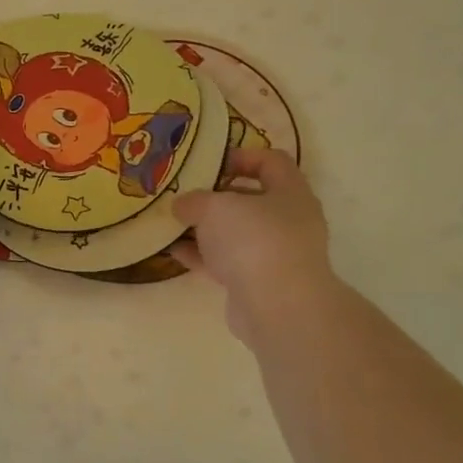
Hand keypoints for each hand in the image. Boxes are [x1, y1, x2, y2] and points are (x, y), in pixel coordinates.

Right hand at [172, 149, 336, 344]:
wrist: (277, 306)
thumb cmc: (254, 240)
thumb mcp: (215, 207)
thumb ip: (194, 200)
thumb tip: (182, 204)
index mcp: (290, 192)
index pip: (271, 161)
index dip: (241, 156)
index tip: (209, 162)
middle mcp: (289, 221)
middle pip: (251, 199)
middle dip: (216, 197)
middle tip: (184, 195)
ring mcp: (275, 254)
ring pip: (236, 233)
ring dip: (205, 230)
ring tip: (172, 225)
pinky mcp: (258, 282)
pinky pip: (226, 262)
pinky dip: (202, 256)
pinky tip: (173, 253)